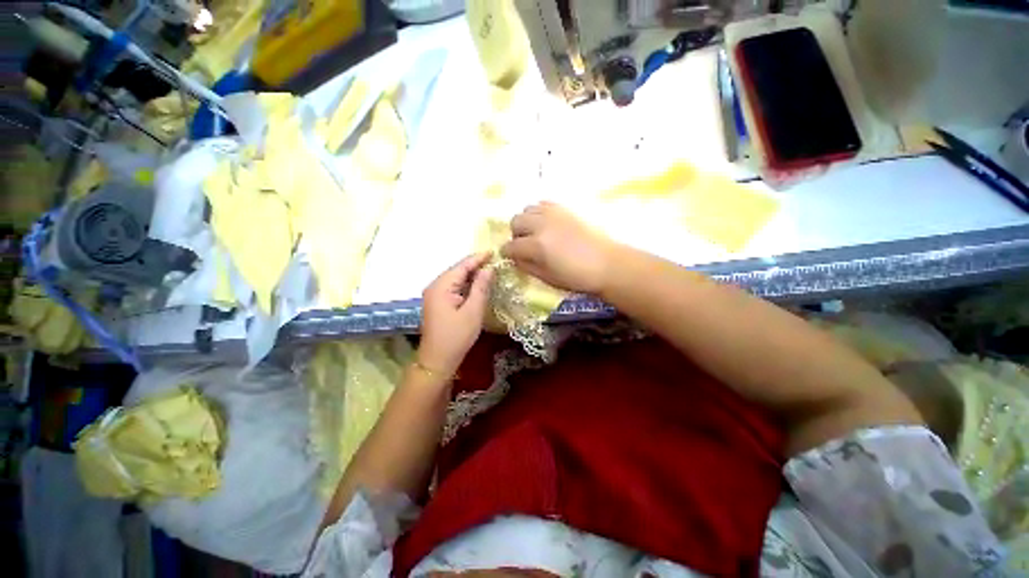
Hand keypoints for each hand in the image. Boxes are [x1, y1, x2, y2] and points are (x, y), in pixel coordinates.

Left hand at [418, 253, 493, 376]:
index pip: (462, 266)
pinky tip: (477, 284)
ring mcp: (435, 294)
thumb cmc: (457, 336)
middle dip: (476, 265)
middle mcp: (435, 286)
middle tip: (495, 261)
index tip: (494, 251)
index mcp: (441, 286)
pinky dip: (466, 284)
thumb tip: (489, 269)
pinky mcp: (438, 302)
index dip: (478, 258)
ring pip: (456, 278)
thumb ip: (481, 287)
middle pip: (457, 270)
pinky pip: (454, 287)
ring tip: (490, 270)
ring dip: (472, 274)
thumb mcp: (473, 311)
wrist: (437, 360)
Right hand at [501, 202, 616, 293]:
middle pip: (516, 221)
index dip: (507, 253)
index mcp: (537, 245)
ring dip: (526, 222)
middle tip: (524, 245)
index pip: (511, 246)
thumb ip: (527, 266)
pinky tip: (547, 224)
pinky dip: (539, 213)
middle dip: (515, 235)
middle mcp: (542, 225)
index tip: (509, 256)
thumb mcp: (548, 278)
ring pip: (527, 209)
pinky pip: (543, 204)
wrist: (607, 264)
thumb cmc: (577, 277)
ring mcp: (554, 214)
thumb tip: (515, 259)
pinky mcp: (565, 209)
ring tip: (535, 233)